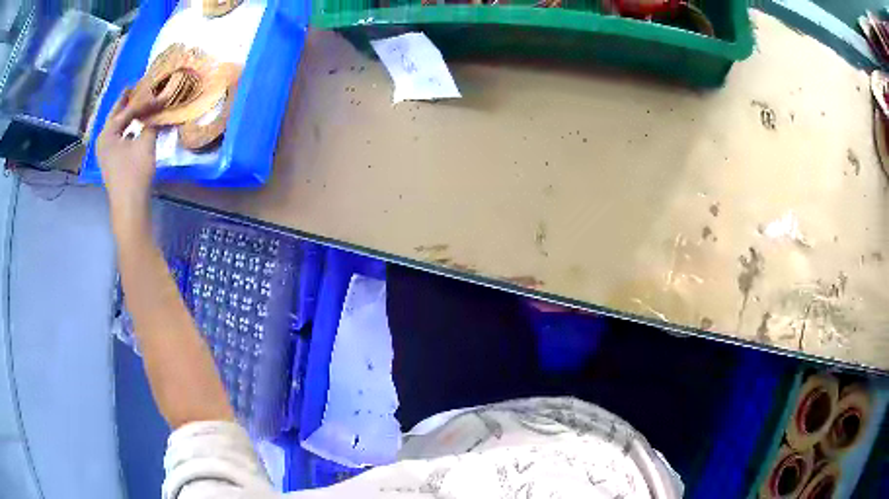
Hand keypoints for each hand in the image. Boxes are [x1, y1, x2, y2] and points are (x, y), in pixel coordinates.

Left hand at [97, 89, 161, 233]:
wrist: (129, 207)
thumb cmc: (134, 174)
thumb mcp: (146, 144)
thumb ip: (151, 124)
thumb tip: (158, 112)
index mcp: (108, 133)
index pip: (128, 110)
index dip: (145, 101)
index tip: (161, 94)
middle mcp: (103, 140)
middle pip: (116, 115)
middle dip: (127, 102)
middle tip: (135, 86)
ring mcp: (106, 152)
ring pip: (118, 127)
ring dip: (128, 116)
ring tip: (138, 104)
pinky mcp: (112, 162)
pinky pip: (120, 138)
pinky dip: (128, 130)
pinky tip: (136, 128)